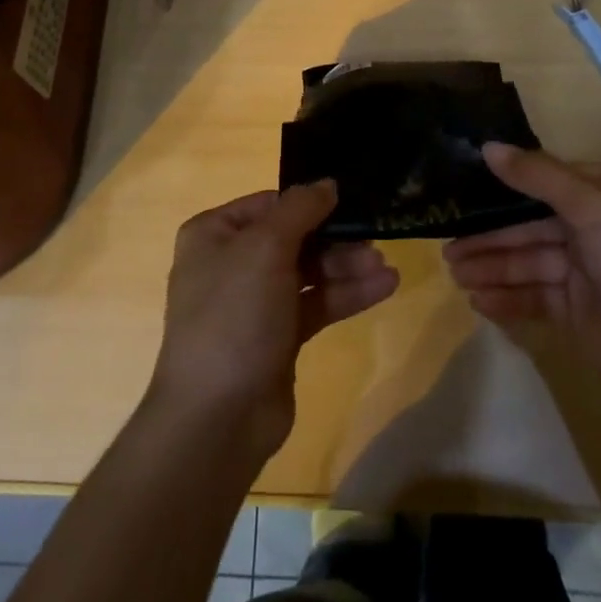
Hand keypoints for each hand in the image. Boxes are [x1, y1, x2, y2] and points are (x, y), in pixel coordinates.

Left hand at [148, 181, 398, 461]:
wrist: (217, 418)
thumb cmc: (234, 315)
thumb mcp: (265, 248)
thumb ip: (300, 209)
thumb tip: (326, 183)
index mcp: (215, 234)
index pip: (270, 204)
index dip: (309, 202)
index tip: (349, 201)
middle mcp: (232, 263)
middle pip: (294, 237)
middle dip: (335, 240)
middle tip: (375, 241)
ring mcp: (255, 302)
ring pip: (309, 271)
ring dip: (346, 267)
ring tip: (385, 268)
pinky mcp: (278, 337)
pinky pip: (316, 304)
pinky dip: (346, 295)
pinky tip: (383, 287)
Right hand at [443, 144, 600, 414]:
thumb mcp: (594, 208)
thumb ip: (537, 176)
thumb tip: (487, 146)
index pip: (547, 178)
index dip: (505, 183)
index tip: (461, 186)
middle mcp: (600, 224)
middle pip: (532, 223)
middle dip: (491, 236)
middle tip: (446, 244)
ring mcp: (590, 270)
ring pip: (530, 261)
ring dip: (492, 267)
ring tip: (453, 273)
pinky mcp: (581, 312)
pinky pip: (536, 296)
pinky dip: (508, 297)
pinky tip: (477, 300)